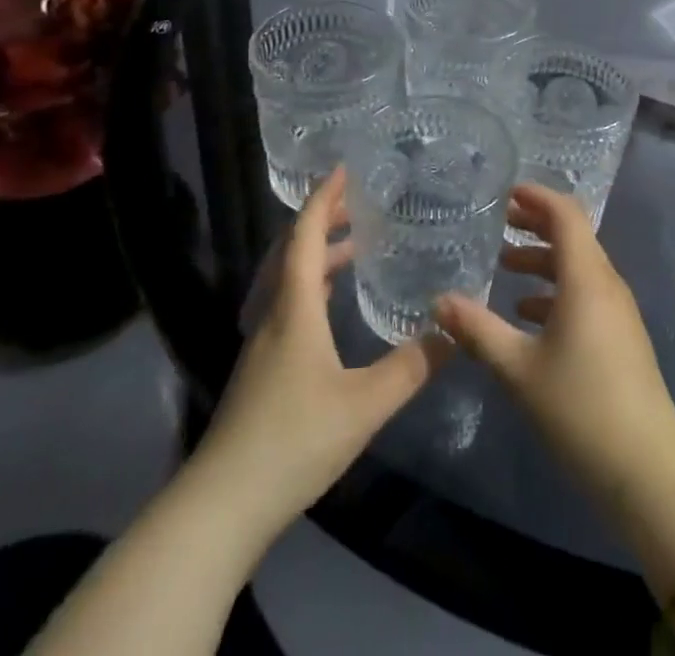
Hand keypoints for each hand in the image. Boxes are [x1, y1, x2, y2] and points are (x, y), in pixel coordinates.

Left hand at [195, 170, 450, 536]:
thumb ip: (412, 366)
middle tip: (357, 204)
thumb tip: (453, 330)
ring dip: (316, 254)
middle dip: (322, 220)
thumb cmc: (293, 440)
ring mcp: (260, 342)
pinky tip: (329, 306)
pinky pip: (284, 303)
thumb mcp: (364, 404)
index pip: (305, 235)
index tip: (344, 170)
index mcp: (293, 307)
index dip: (323, 199)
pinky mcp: (258, 369)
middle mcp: (272, 314)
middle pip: (291, 250)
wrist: (221, 505)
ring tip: (354, 247)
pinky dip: (310, 285)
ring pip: (285, 279)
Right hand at [435, 184, 674, 503]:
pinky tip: (526, 315)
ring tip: (504, 265)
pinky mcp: (619, 336)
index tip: (506, 192)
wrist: (646, 467)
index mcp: (586, 277)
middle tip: (500, 221)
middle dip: (536, 224)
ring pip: (578, 267)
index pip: (565, 214)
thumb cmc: (580, 406)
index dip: (538, 197)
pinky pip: (584, 294)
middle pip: (573, 236)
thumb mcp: (518, 368)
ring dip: (543, 260)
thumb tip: (439, 301)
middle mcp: (606, 283)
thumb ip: (478, 330)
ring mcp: (617, 311)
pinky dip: (555, 291)